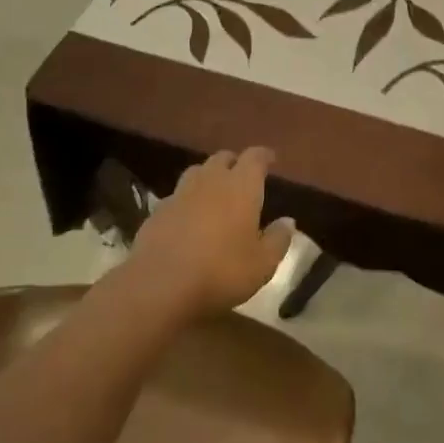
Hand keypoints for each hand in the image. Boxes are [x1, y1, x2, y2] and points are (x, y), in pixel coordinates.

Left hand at [126, 148, 295, 318]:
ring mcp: (179, 195)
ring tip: (216, 194)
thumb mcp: (263, 264)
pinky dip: (187, 201)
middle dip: (235, 163)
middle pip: (222, 159)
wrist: (159, 287)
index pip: (254, 157)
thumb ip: (278, 239)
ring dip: (208, 177)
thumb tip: (287, 221)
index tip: (271, 159)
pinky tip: (189, 219)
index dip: (264, 156)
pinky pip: (176, 197)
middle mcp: (210, 181)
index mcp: (241, 187)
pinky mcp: (156, 213)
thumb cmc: (222, 272)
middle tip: (243, 177)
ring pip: (196, 173)